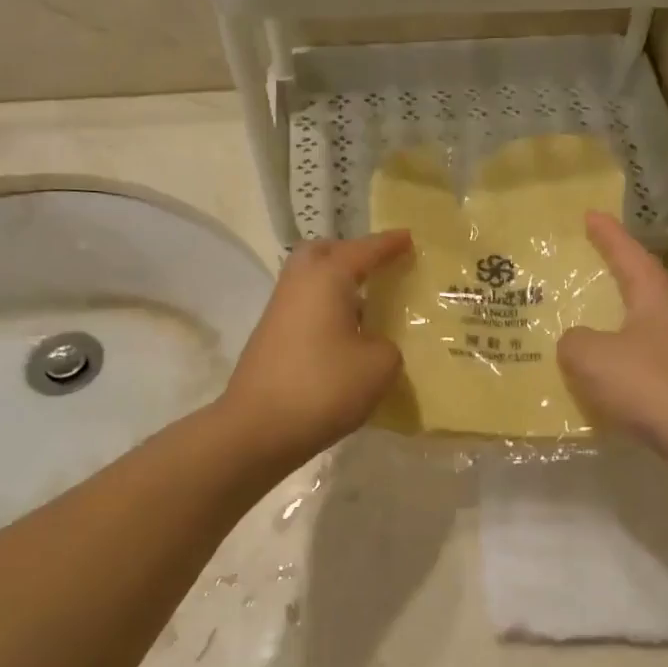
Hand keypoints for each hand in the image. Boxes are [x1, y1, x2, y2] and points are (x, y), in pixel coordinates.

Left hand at [220, 231, 412, 465]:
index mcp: (326, 278)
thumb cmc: (324, 386)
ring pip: (310, 281)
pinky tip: (347, 336)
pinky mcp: (271, 338)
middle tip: (378, 267)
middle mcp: (298, 284)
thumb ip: (388, 345)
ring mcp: (279, 311)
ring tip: (368, 304)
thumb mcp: (379, 365)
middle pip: (323, 253)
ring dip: (337, 285)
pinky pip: (305, 308)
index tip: (409, 238)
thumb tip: (373, 344)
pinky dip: (326, 310)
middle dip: (351, 254)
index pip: (364, 250)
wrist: (258, 428)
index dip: (389, 244)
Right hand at [558, 212, 667, 453]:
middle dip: (611, 268)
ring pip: (638, 317)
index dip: (606, 233)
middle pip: (637, 280)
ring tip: (582, 311)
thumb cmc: (647, 383)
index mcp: (654, 292)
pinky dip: (617, 349)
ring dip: (612, 313)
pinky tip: (598, 364)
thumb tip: (575, 342)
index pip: (627, 251)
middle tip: (583, 258)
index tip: (589, 215)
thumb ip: (573, 341)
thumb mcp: (591, 356)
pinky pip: (639, 350)